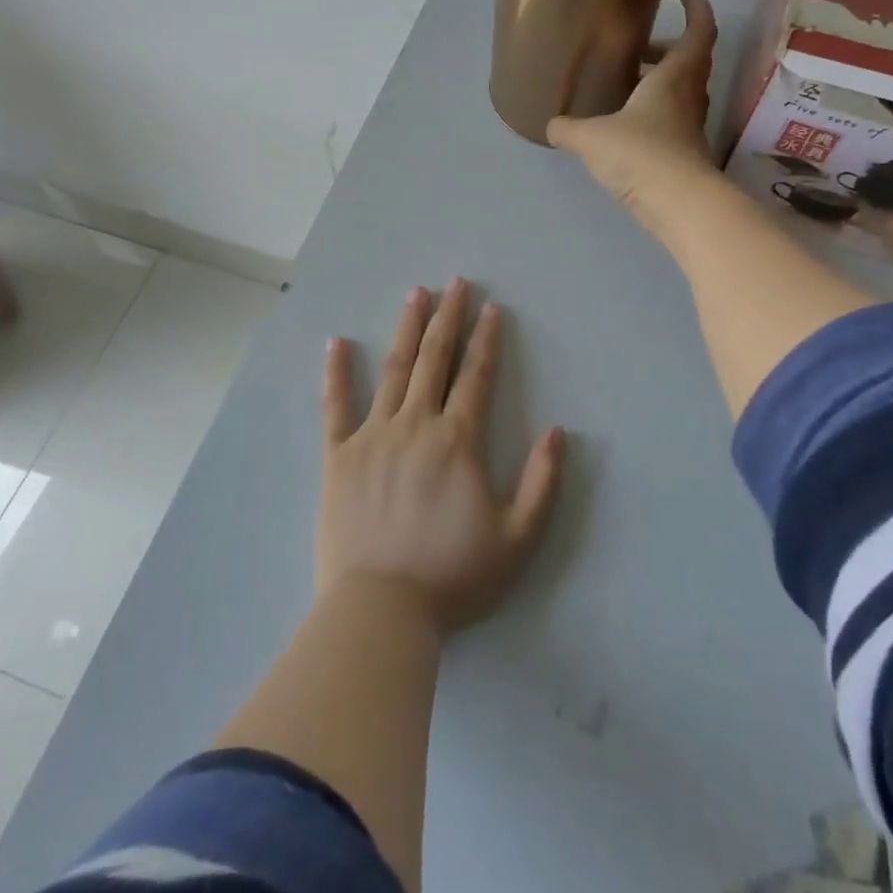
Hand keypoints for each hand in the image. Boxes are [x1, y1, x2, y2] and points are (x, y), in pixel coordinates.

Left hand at [319, 279, 563, 635]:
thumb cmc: (453, 576)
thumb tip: (557, 432)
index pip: (477, 376)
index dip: (487, 340)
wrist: (382, 609)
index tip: (491, 309)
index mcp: (458, 440)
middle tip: (455, 283)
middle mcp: (416, 425)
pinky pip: (335, 405)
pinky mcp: (338, 456)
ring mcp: (373, 436)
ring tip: (415, 294)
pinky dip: (336, 372)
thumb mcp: (517, 538)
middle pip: (435, 359)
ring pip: (394, 370)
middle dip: (448, 318)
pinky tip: (337, 342)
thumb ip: (543, 482)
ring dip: (406, 329)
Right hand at [546, 0, 719, 233]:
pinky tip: (624, 125)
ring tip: (625, 84)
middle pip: (690, 59)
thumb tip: (550, 124)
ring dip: (659, 80)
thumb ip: (567, 128)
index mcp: (675, 76)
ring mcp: (689, 126)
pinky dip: (652, 112)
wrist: (678, 205)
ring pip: (681, 90)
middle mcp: (688, 96)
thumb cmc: (640, 154)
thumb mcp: (591, 138)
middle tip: (639, 46)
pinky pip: (670, 118)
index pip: (699, 28)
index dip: (696, 3)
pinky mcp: (683, 152)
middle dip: (667, 47)